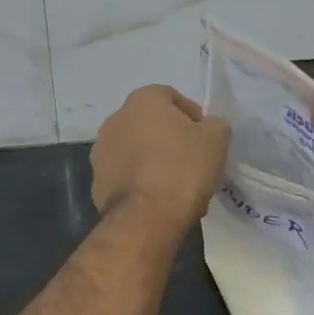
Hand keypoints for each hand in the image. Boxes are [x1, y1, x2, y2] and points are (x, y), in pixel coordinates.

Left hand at [91, 86, 229, 230]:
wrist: (146, 217)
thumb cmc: (183, 167)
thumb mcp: (217, 139)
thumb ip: (215, 125)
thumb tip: (210, 127)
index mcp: (142, 100)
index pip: (171, 98)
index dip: (192, 117)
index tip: (205, 139)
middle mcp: (116, 119)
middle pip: (151, 125)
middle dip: (171, 141)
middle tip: (192, 163)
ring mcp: (101, 151)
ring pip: (137, 152)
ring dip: (155, 162)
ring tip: (178, 187)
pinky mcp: (97, 181)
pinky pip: (126, 176)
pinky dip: (141, 183)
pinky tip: (160, 202)